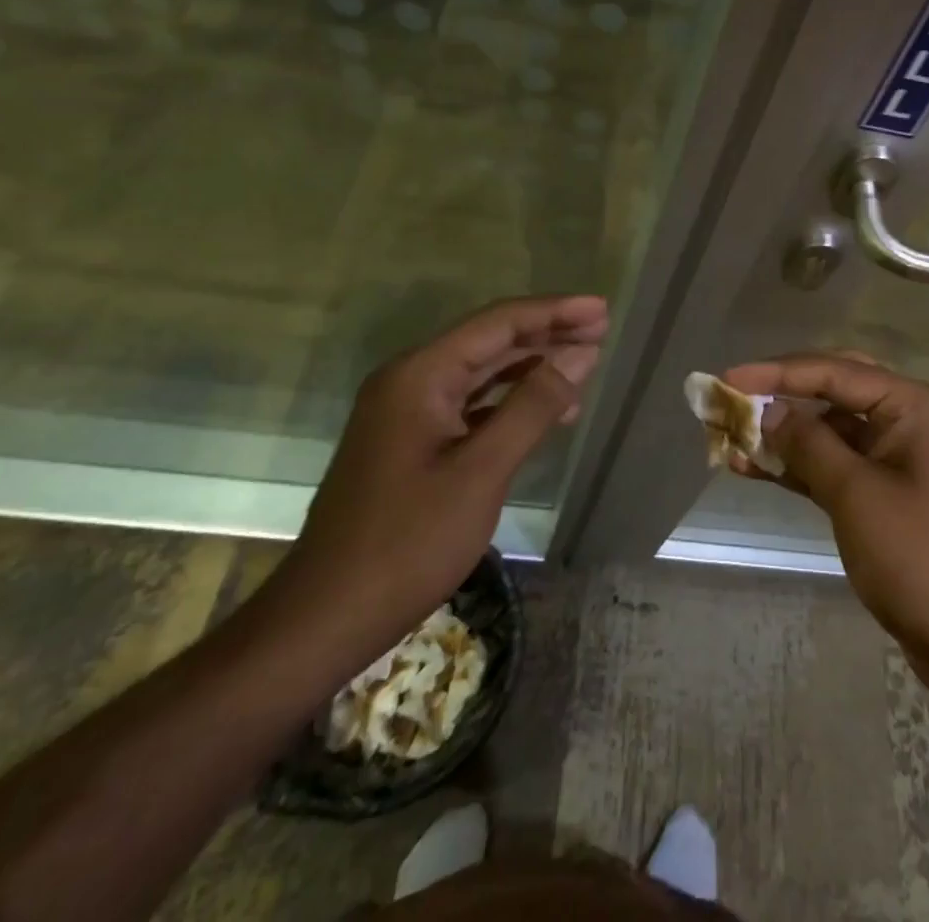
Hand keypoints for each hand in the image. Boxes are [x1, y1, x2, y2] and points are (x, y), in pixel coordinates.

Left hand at [268, 295, 607, 663]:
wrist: (326, 617)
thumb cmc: (407, 543)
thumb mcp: (481, 472)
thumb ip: (532, 407)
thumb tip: (581, 355)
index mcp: (419, 376)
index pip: (497, 324)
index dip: (553, 312)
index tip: (602, 309)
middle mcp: (410, 381)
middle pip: (489, 341)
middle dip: (547, 333)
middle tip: (602, 328)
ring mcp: (407, 413)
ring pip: (481, 373)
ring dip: (532, 365)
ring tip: (585, 361)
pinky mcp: (411, 443)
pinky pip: (470, 405)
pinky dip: (510, 401)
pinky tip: (546, 410)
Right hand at [724, 353, 928, 691]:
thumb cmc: (920, 556)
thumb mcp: (856, 494)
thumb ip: (809, 443)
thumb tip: (769, 410)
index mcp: (912, 404)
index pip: (835, 371)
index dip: (777, 372)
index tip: (727, 378)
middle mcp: (906, 420)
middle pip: (834, 391)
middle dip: (782, 394)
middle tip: (732, 398)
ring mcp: (896, 459)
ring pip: (830, 430)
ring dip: (784, 433)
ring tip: (730, 435)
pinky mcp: (885, 496)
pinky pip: (834, 466)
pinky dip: (797, 466)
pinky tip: (753, 468)